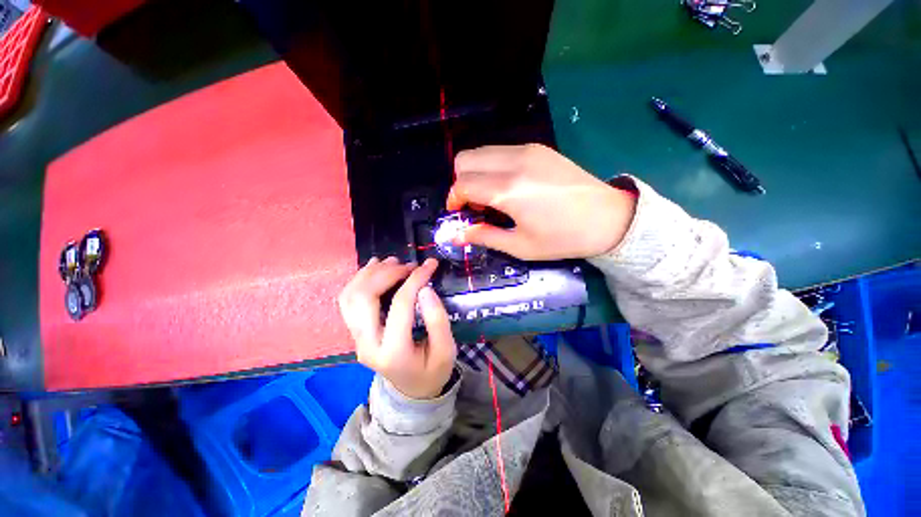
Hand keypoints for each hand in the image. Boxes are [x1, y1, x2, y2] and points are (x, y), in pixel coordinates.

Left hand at [338, 257, 456, 399]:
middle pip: (364, 297)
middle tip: (409, 264)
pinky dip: (360, 280)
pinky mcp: (355, 332)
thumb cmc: (432, 370)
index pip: (400, 305)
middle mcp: (367, 344)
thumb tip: (425, 289)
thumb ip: (437, 320)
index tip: (430, 265)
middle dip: (387, 273)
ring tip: (392, 262)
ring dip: (370, 273)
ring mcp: (356, 338)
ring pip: (350, 296)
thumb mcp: (446, 350)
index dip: (415, 280)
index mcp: (393, 352)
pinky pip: (348, 300)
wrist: (411, 390)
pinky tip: (375, 268)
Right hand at [447, 144, 636, 259]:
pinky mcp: (538, 148)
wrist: (609, 218)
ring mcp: (527, 150)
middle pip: (465, 159)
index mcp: (508, 189)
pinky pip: (500, 151)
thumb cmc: (562, 238)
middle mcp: (513, 161)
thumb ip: (484, 236)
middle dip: (460, 182)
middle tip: (474, 206)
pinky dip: (492, 167)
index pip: (462, 183)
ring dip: (476, 174)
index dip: (453, 199)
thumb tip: (456, 236)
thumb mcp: (520, 245)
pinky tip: (508, 187)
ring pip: (481, 151)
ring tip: (492, 198)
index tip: (458, 213)